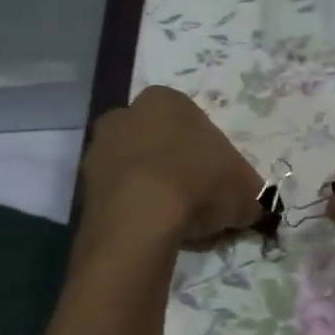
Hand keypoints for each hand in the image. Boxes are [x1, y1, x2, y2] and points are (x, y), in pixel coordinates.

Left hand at [80, 87, 264, 246]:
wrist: (142, 218)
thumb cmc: (199, 184)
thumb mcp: (244, 189)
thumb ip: (249, 193)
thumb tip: (252, 207)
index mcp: (166, 101)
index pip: (194, 125)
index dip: (211, 157)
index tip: (220, 185)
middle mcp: (125, 115)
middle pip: (160, 144)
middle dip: (178, 170)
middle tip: (200, 204)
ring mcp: (98, 150)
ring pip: (137, 171)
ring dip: (155, 192)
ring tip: (178, 226)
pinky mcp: (83, 187)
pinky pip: (120, 198)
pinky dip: (136, 212)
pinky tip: (154, 234)